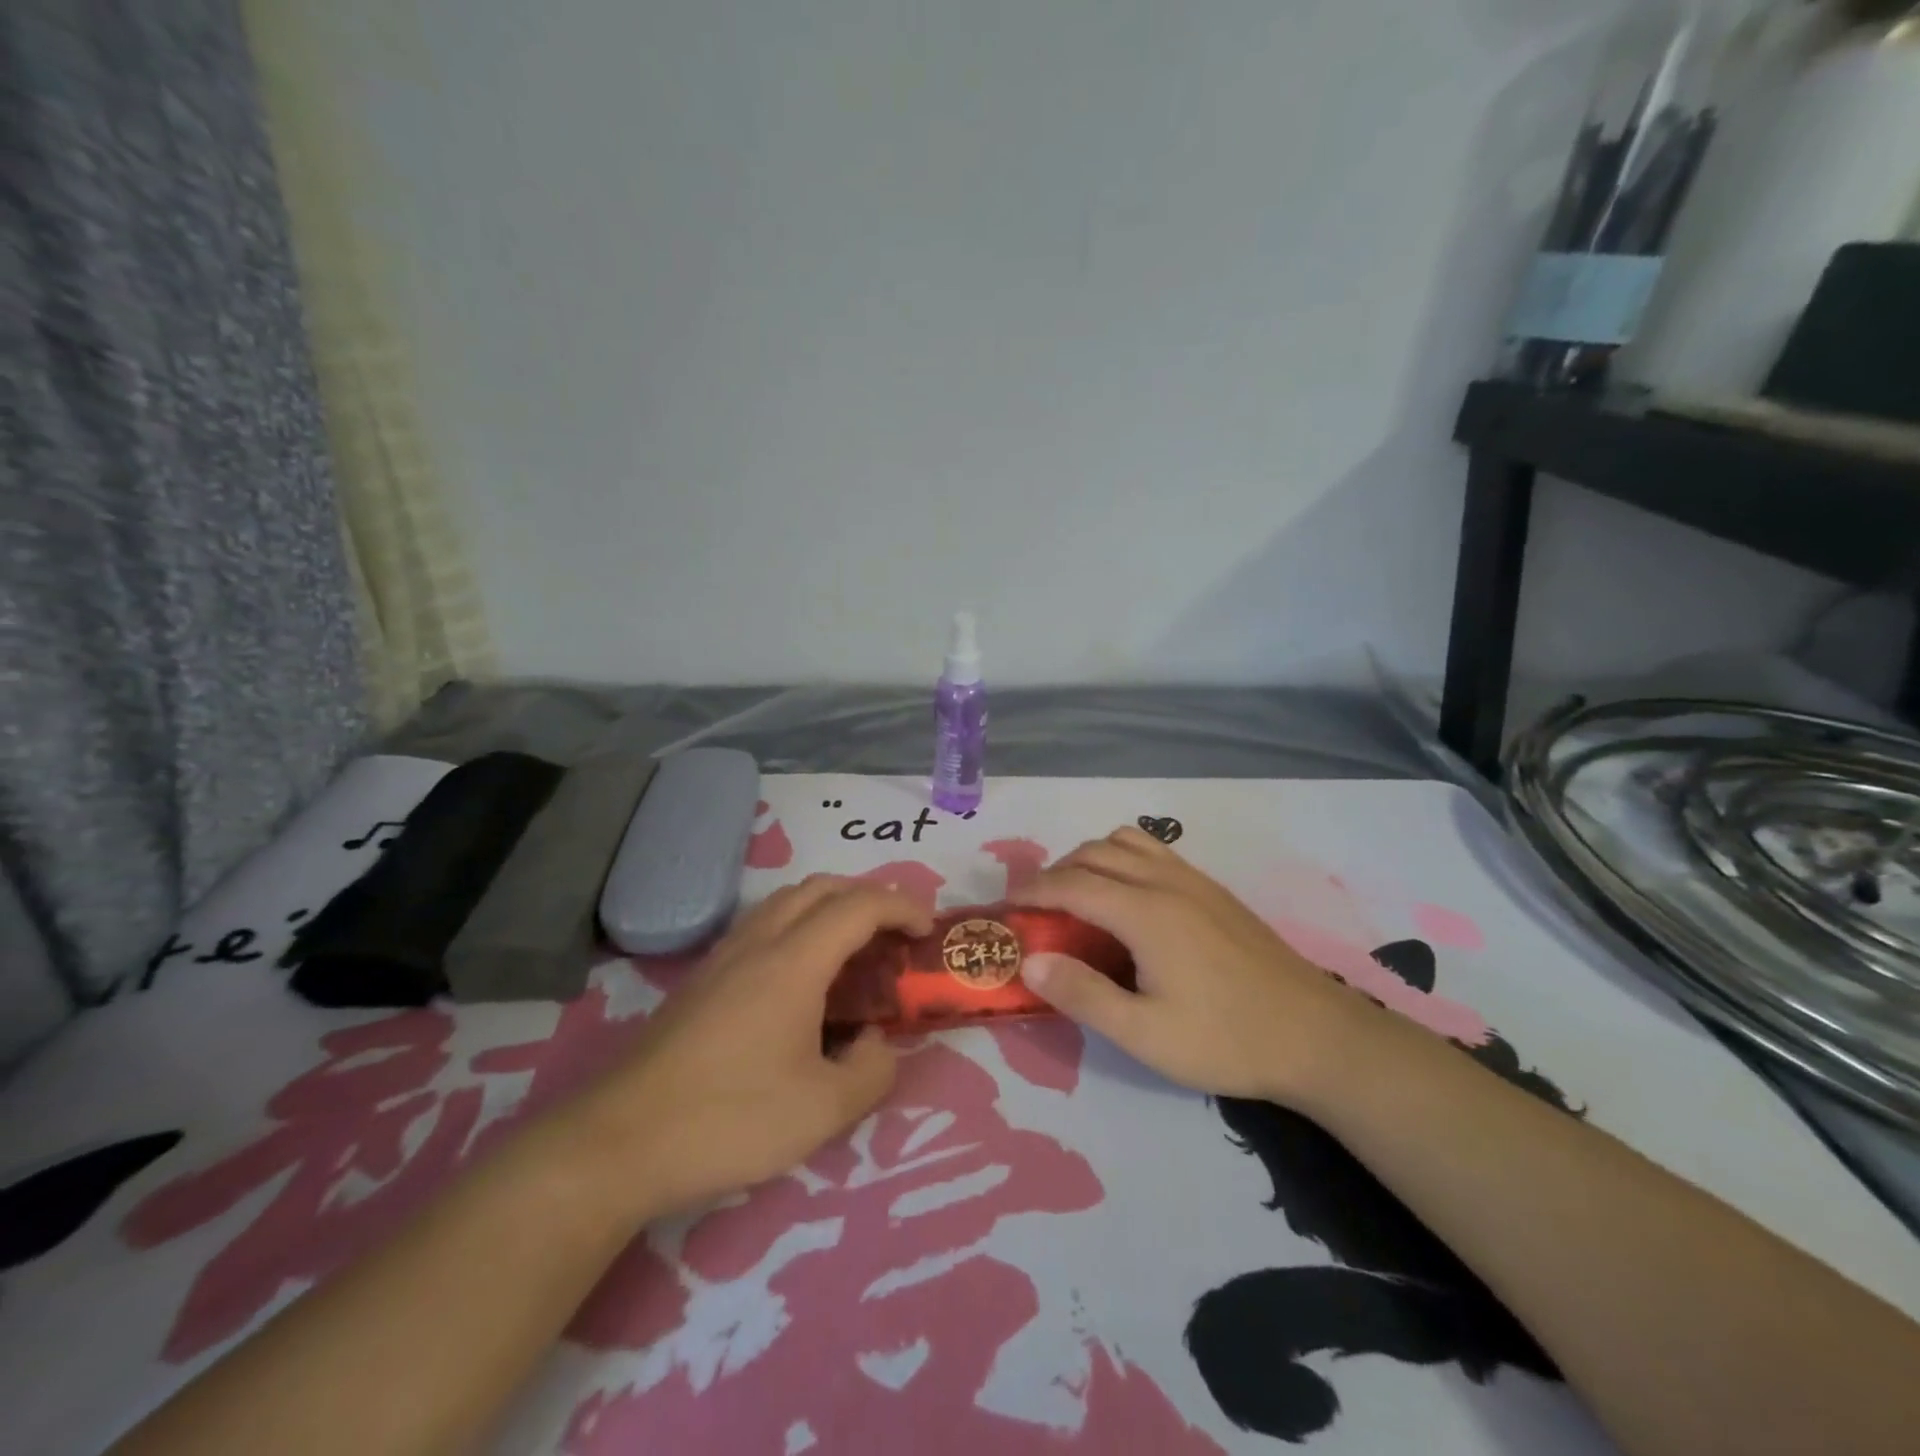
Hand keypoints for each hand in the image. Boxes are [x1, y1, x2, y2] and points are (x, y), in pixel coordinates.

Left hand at [571, 877, 931, 1219]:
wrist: (618, 1142)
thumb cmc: (729, 1119)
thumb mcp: (822, 1111)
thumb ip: (872, 1071)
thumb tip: (878, 1043)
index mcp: (794, 961)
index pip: (859, 906)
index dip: (902, 907)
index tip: (927, 932)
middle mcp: (759, 942)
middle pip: (821, 887)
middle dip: (868, 896)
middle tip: (894, 933)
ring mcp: (724, 957)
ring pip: (786, 901)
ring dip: (829, 907)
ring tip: (853, 949)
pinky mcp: (701, 979)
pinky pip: (762, 926)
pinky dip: (798, 927)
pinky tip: (800, 979)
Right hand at [1015, 826, 1384, 1108]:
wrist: (1317, 1036)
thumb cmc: (1227, 1039)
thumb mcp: (1146, 1035)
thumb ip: (1083, 994)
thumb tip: (1029, 960)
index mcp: (1145, 912)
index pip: (1072, 883)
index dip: (1033, 890)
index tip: (1007, 907)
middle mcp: (1166, 882)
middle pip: (1095, 852)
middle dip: (1056, 871)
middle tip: (1038, 908)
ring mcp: (1195, 880)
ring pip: (1126, 841)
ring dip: (1091, 858)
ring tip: (1079, 897)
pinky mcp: (1214, 890)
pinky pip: (1154, 851)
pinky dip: (1123, 858)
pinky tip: (1128, 900)